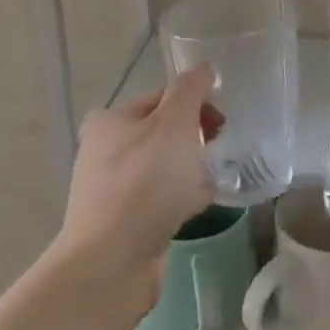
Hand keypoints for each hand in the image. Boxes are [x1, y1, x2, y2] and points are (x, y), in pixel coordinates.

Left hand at [60, 64, 223, 280]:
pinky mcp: (126, 219)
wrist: (112, 261)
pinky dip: (184, 197)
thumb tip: (204, 68)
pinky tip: (200, 205)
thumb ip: (191, 91)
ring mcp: (114, 187)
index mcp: (112, 120)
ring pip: (167, 166)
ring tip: (212, 180)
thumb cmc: (145, 182)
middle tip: (219, 149)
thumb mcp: (174, 123)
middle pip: (166, 131)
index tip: (222, 122)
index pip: (163, 96)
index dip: (197, 102)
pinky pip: (163, 197)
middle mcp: (107, 149)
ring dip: (194, 169)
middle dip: (197, 137)